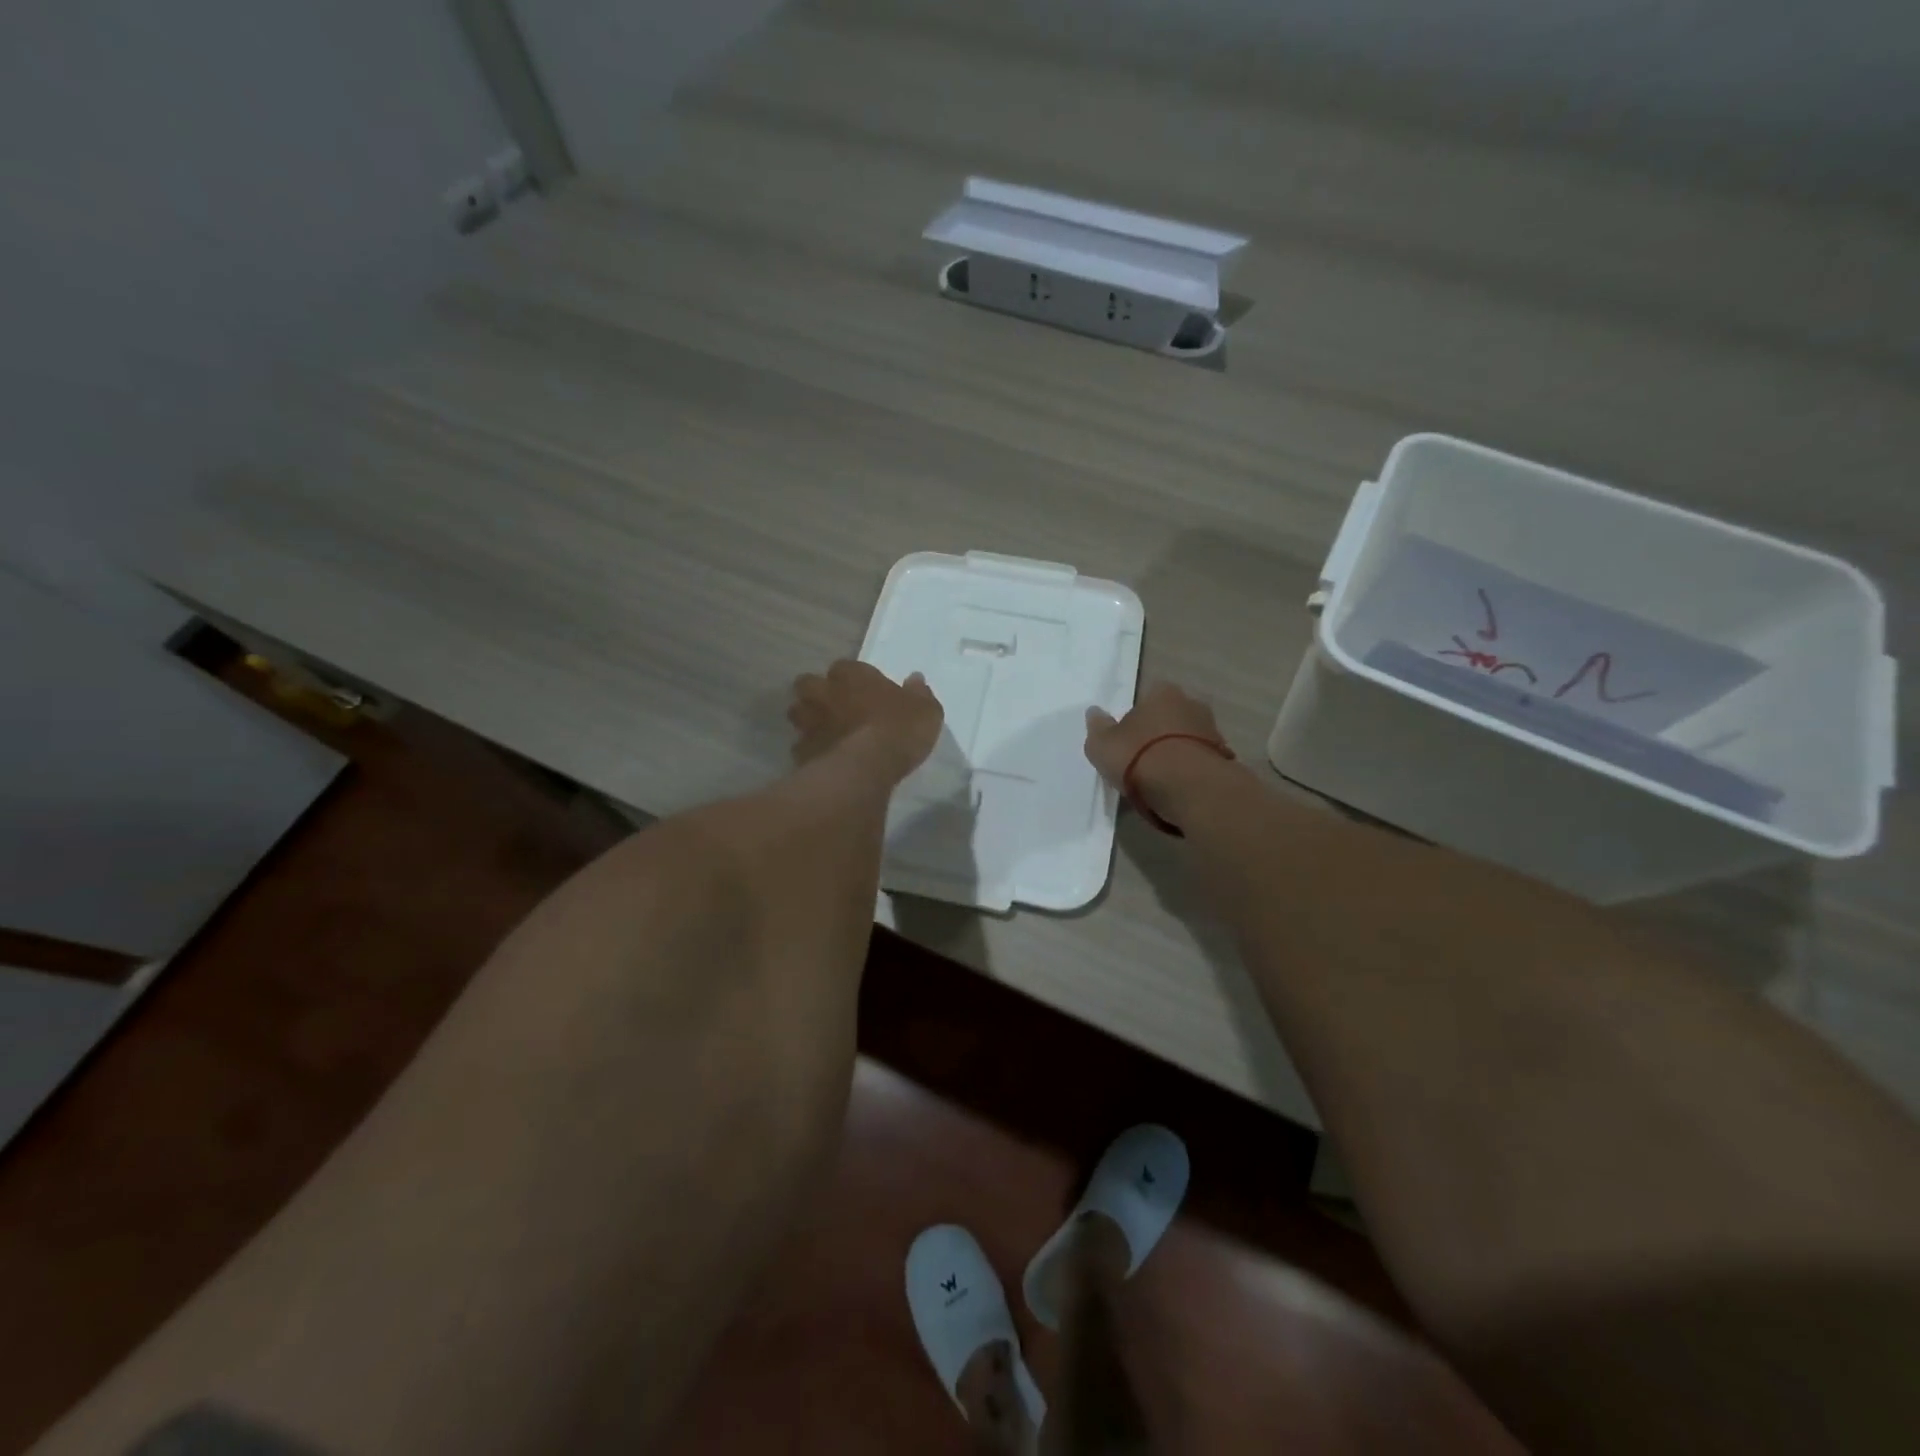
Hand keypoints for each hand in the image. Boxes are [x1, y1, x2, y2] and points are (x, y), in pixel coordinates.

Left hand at [788, 660, 943, 782]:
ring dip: (808, 719)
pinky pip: (801, 746)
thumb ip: (918, 693)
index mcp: (852, 675)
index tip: (864, 691)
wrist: (868, 766)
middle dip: (817, 692)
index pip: (845, 667)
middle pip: (809, 684)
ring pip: (798, 713)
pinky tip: (823, 759)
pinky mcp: (801, 751)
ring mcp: (809, 722)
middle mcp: (824, 693)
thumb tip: (916, 680)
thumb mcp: (925, 710)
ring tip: (824, 732)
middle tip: (834, 706)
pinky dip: (810, 751)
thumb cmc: (899, 729)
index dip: (853, 679)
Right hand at [1084, 682, 1231, 825]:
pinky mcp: (1224, 760)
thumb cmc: (1139, 757)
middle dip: (1160, 733)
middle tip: (1142, 758)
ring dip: (1177, 753)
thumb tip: (1095, 713)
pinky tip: (1177, 789)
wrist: (1189, 788)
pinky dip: (1189, 772)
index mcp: (1163, 693)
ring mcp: (1213, 732)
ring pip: (1188, 739)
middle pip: (1172, 717)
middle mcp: (1192, 705)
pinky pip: (1199, 762)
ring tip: (1159, 779)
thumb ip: (1098, 727)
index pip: (1149, 697)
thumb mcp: (1102, 744)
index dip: (1137, 717)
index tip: (1127, 738)